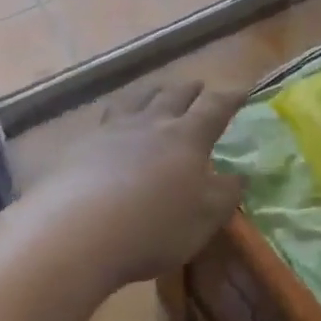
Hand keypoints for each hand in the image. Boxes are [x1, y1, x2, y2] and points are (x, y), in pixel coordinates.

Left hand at [27, 80, 246, 285]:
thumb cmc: (153, 227)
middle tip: (199, 88)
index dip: (231, 97)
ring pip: (137, 99)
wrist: (77, 232)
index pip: (215, 107)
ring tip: (156, 94)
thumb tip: (241, 175)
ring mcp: (113, 130)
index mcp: (187, 136)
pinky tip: (113, 126)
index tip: (243, 90)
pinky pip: (105, 119)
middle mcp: (151, 123)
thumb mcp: (204, 218)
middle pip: (174, 95)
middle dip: (191, 90)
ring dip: (152, 93)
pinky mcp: (81, 145)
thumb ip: (226, 194)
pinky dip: (117, 116)